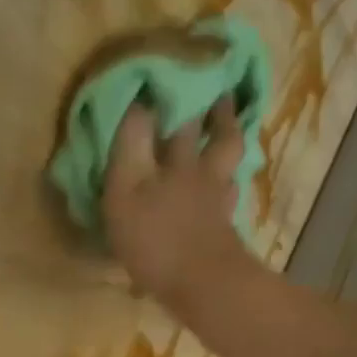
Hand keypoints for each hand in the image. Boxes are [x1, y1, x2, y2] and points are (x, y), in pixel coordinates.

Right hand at [102, 97, 255, 309]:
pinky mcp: (226, 230)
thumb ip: (130, 147)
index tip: (180, 69)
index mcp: (178, 161)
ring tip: (228, 129)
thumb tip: (137, 102)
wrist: (203, 288)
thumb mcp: (126, 190)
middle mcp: (203, 173)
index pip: (180, 117)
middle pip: (217, 136)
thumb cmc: (156, 239)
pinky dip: (229, 185)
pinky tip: (226, 185)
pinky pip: (230, 196)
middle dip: (216, 113)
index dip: (180, 92)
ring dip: (229, 143)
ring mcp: (219, 202)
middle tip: (220, 90)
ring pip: (230, 164)